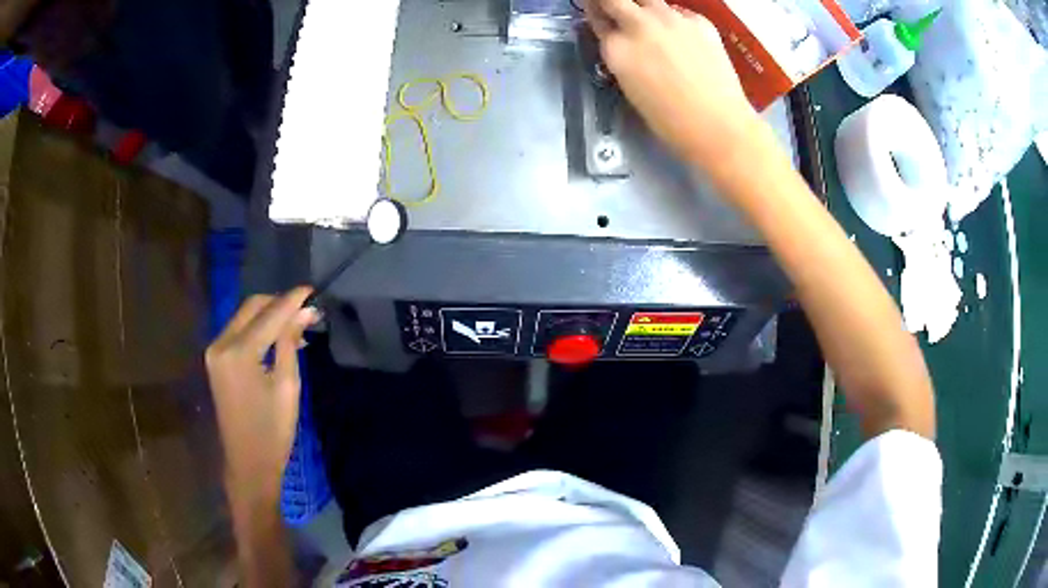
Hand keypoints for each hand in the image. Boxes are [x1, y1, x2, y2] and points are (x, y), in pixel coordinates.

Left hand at [205, 288, 318, 498]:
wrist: (248, 463)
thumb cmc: (273, 431)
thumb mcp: (288, 387)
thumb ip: (291, 343)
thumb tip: (305, 312)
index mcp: (239, 352)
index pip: (269, 314)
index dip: (292, 300)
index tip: (312, 289)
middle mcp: (221, 343)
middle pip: (252, 307)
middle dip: (279, 303)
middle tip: (306, 309)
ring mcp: (215, 351)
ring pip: (244, 316)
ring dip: (268, 315)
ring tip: (296, 324)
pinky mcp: (215, 359)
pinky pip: (238, 331)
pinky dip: (257, 329)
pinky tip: (276, 337)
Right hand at [585, 0, 760, 166]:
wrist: (718, 125)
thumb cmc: (670, 121)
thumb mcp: (630, 87)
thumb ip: (620, 55)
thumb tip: (618, 38)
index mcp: (617, 48)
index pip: (596, 17)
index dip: (595, 14)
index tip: (598, 14)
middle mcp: (639, 25)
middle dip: (611, 2)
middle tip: (615, 9)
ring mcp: (671, 19)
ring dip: (642, 7)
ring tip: (650, 23)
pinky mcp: (699, 21)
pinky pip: (678, 11)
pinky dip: (673, 18)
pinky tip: (681, 36)